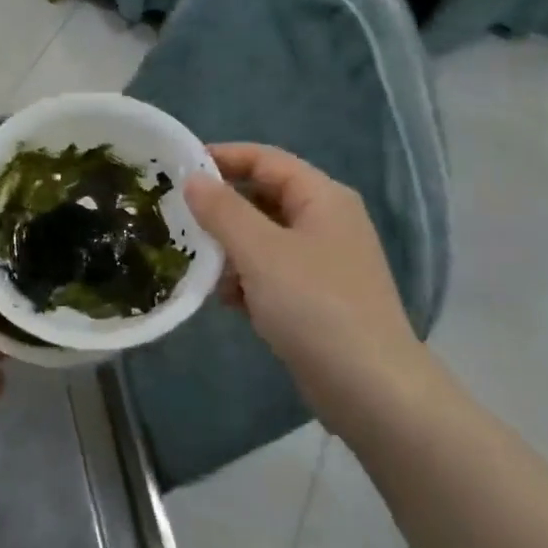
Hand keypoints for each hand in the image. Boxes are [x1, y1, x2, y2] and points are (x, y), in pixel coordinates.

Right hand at [184, 144, 426, 425]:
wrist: (371, 389)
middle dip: (221, 208)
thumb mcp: (261, 251)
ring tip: (195, 263)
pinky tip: (225, 300)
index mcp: (322, 198)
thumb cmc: (315, 306)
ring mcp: (323, 262)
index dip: (222, 157)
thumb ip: (223, 211)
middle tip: (176, 217)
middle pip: (264, 198)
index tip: (177, 167)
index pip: (265, 159)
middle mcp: (325, 222)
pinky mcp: (316, 299)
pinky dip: (247, 280)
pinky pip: (272, 274)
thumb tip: (193, 179)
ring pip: (264, 239)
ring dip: (229, 248)